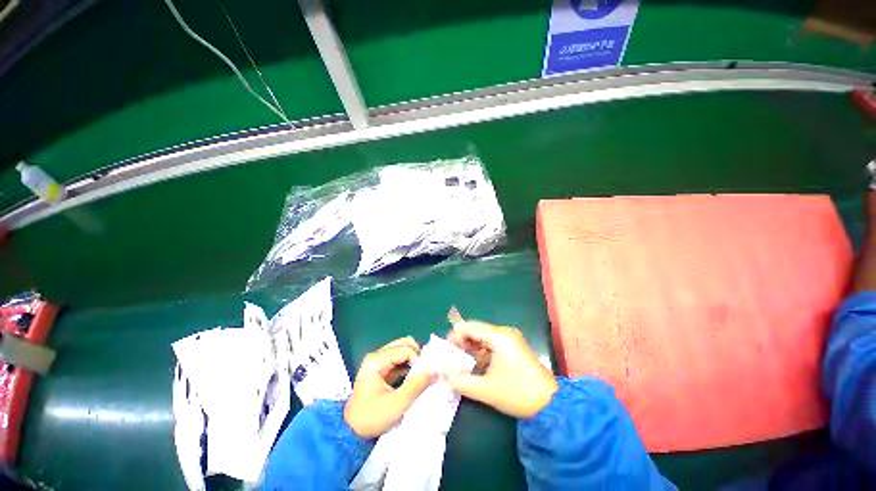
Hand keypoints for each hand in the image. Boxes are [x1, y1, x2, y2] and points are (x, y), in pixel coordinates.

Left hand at [344, 337, 434, 437]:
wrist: (350, 432)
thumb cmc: (372, 418)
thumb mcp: (397, 405)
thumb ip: (417, 386)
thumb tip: (436, 372)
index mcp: (377, 360)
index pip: (406, 349)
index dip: (419, 360)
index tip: (425, 376)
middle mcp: (377, 355)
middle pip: (404, 343)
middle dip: (417, 355)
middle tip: (424, 372)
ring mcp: (378, 360)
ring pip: (402, 349)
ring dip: (414, 359)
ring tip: (420, 375)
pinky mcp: (380, 367)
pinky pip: (399, 358)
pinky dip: (408, 364)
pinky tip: (413, 378)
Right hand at [445, 321, 557, 417]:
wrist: (551, 404)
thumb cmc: (518, 393)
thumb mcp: (487, 389)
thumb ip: (461, 381)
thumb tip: (443, 373)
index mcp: (499, 336)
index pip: (470, 327)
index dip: (455, 335)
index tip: (446, 350)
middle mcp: (504, 332)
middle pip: (476, 330)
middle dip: (462, 343)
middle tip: (452, 358)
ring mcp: (510, 339)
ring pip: (483, 337)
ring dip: (471, 348)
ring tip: (461, 363)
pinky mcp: (514, 347)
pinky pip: (492, 344)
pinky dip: (481, 352)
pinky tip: (476, 365)